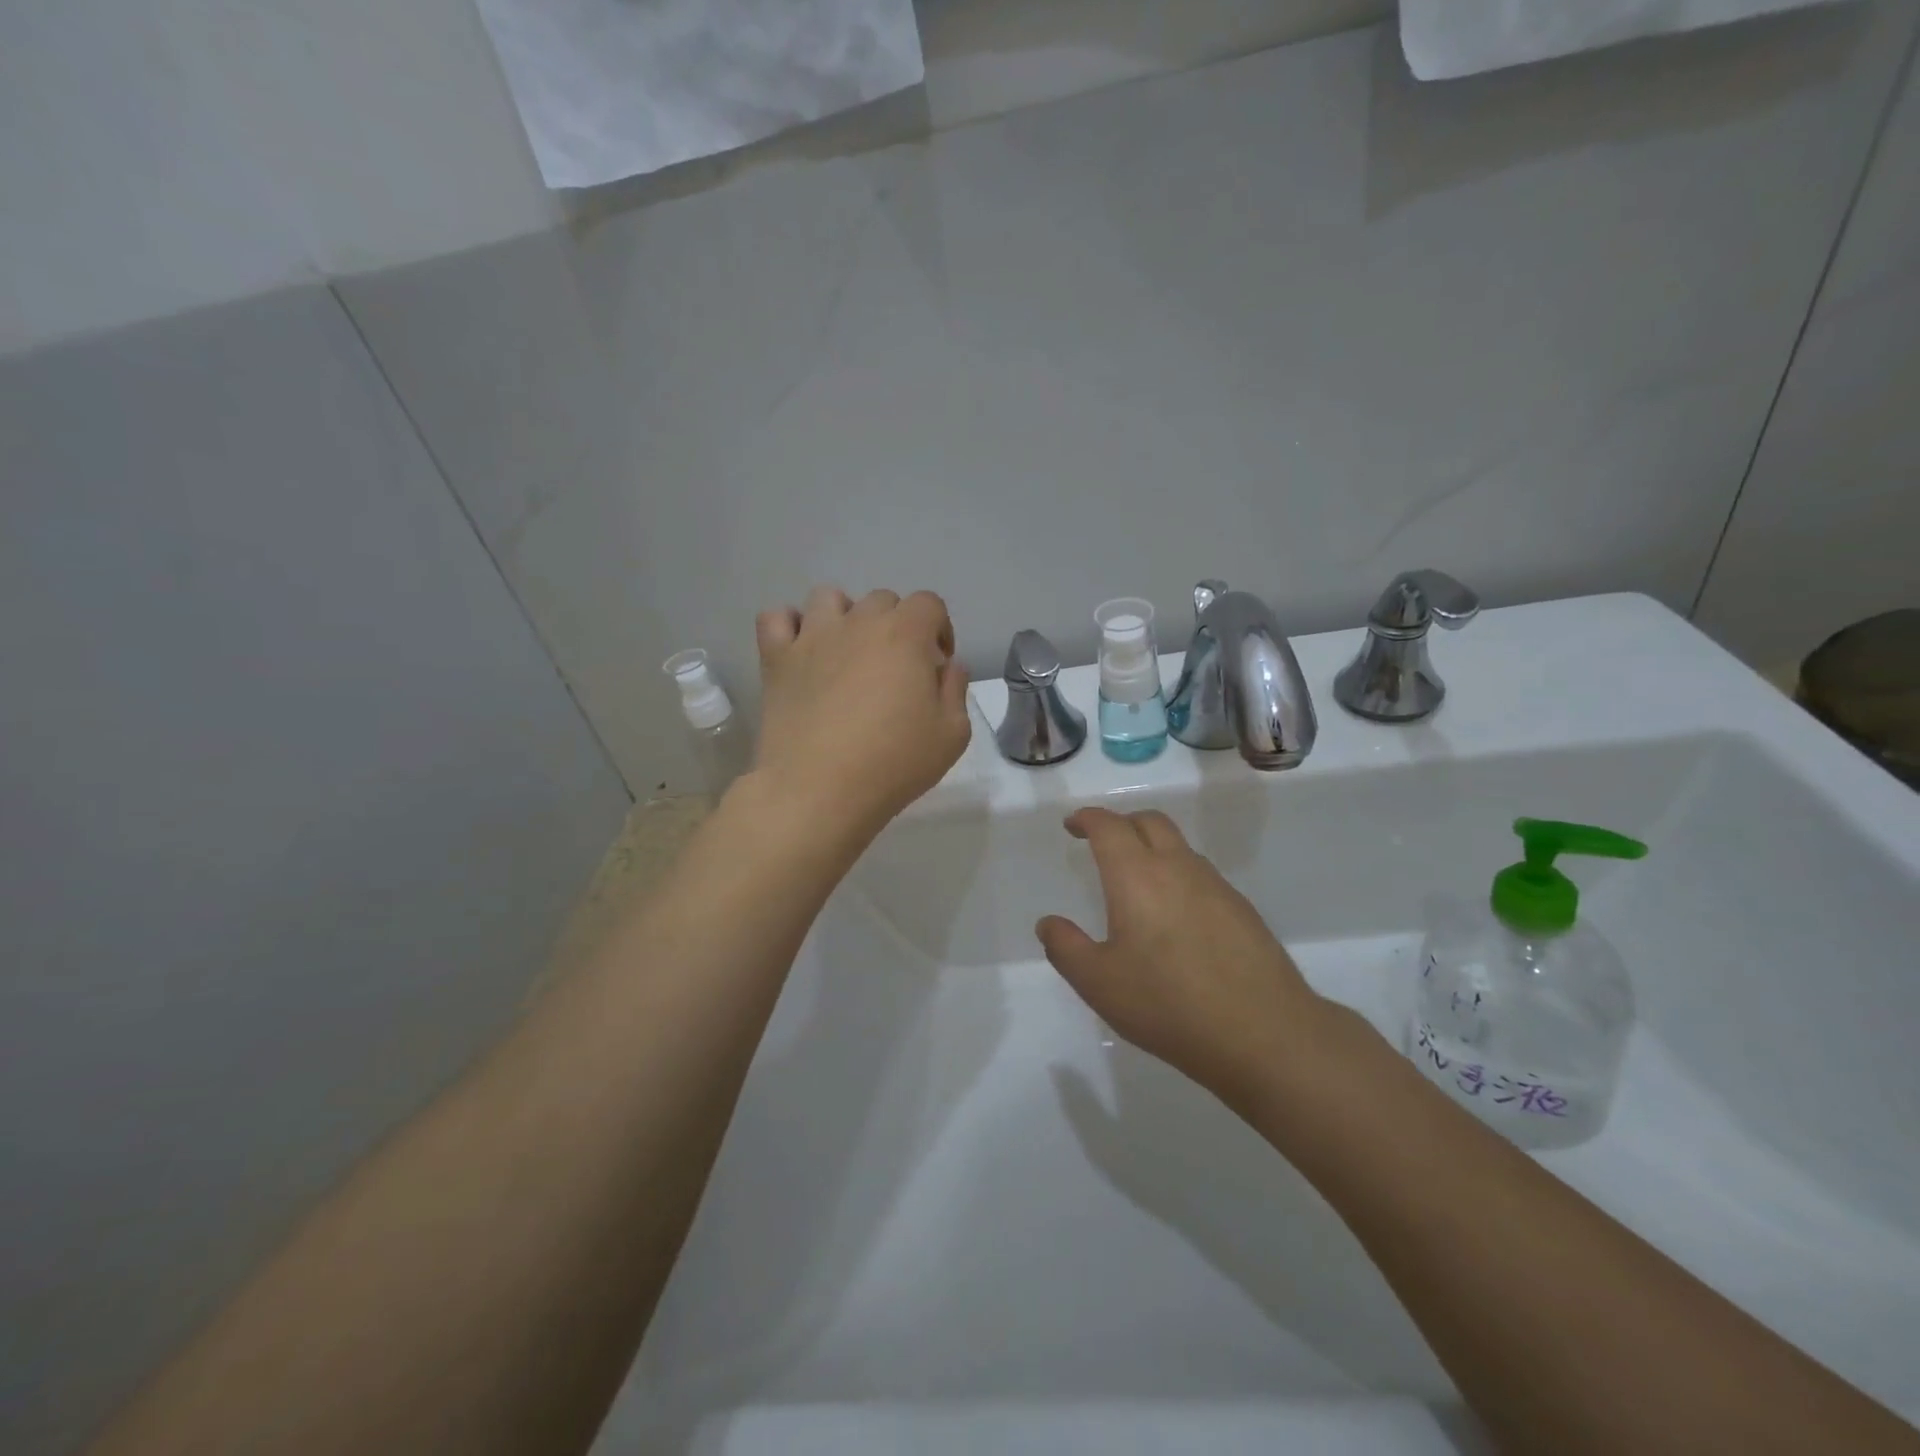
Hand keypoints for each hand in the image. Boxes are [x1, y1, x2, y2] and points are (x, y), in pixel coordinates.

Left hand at [752, 585, 970, 841]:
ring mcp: (812, 637)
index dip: (939, 629)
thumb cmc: (893, 763)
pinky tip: (801, 653)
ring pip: (828, 598)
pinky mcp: (776, 659)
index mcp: (905, 634)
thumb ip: (955, 689)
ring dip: (844, 617)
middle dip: (896, 626)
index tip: (935, 666)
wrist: (819, 790)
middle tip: (895, 670)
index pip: (929, 603)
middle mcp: (858, 622)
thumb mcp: (952, 734)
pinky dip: (789, 627)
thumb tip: (946, 666)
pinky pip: (776, 618)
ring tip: (847, 654)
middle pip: (882, 600)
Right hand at [1036, 807, 1329, 1109]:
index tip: (1073, 826)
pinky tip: (1176, 917)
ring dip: (1153, 848)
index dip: (1087, 819)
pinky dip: (1179, 876)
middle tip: (1104, 843)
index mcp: (1137, 876)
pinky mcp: (1242, 910)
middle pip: (1149, 822)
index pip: (1109, 826)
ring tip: (1138, 881)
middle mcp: (1178, 867)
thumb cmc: (1167, 1004)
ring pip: (1179, 847)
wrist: (1262, 1033)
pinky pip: (1202, 875)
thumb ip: (1066, 948)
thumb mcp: (1099, 983)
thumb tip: (1049, 923)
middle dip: (1122, 823)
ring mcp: (1216, 886)